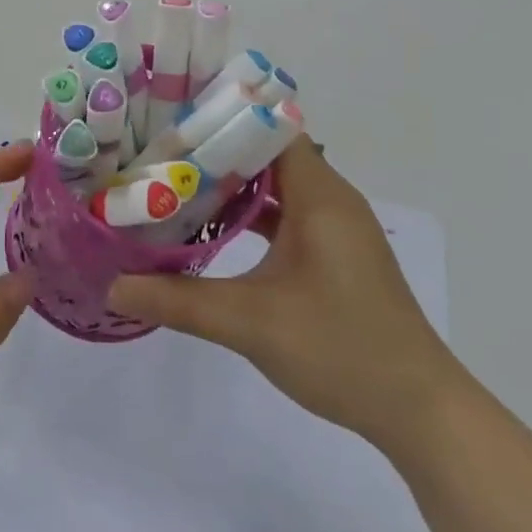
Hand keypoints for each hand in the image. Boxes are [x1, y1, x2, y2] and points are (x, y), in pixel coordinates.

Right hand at [108, 138, 463, 448]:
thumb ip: (178, 300)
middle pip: (266, 154)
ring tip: (173, 184)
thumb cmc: (341, 349)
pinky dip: (249, 215)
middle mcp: (330, 199)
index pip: (268, 129)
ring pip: (275, 187)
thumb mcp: (250, 322)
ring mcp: (334, 228)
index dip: (221, 120)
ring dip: (230, 186)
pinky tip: (211, 230)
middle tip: (157, 152)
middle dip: (214, 152)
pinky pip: (285, 215)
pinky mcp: (333, 254)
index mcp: (320, 195)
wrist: (418, 411)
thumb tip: (113, 286)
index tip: (170, 121)